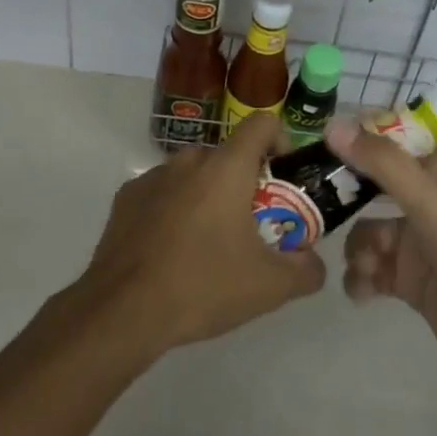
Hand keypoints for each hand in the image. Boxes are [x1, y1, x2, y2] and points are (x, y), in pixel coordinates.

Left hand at [73, 114, 325, 361]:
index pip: (262, 123)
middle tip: (251, 229)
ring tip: (208, 246)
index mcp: (227, 167)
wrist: (122, 311)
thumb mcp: (269, 288)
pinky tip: (171, 252)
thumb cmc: (202, 286)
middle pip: (229, 156)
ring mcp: (154, 175)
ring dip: (208, 197)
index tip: (282, 180)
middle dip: (245, 184)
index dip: (280, 142)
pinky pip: (164, 192)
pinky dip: (175, 210)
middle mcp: (190, 159)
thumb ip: (305, 270)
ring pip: (195, 174)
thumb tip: (314, 263)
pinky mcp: (127, 196)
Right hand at [327, 118, 436, 390]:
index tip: (319, 151)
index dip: (356, 142)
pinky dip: (363, 279)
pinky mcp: (412, 280)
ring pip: (367, 231)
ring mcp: (419, 241)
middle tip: (315, 208)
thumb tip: (331, 125)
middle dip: (345, 200)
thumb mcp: (428, 199)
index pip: (389, 139)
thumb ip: (380, 161)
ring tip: (365, 268)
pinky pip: (372, 270)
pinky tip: (364, 292)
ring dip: (357, 249)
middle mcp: (427, 198)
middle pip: (371, 186)